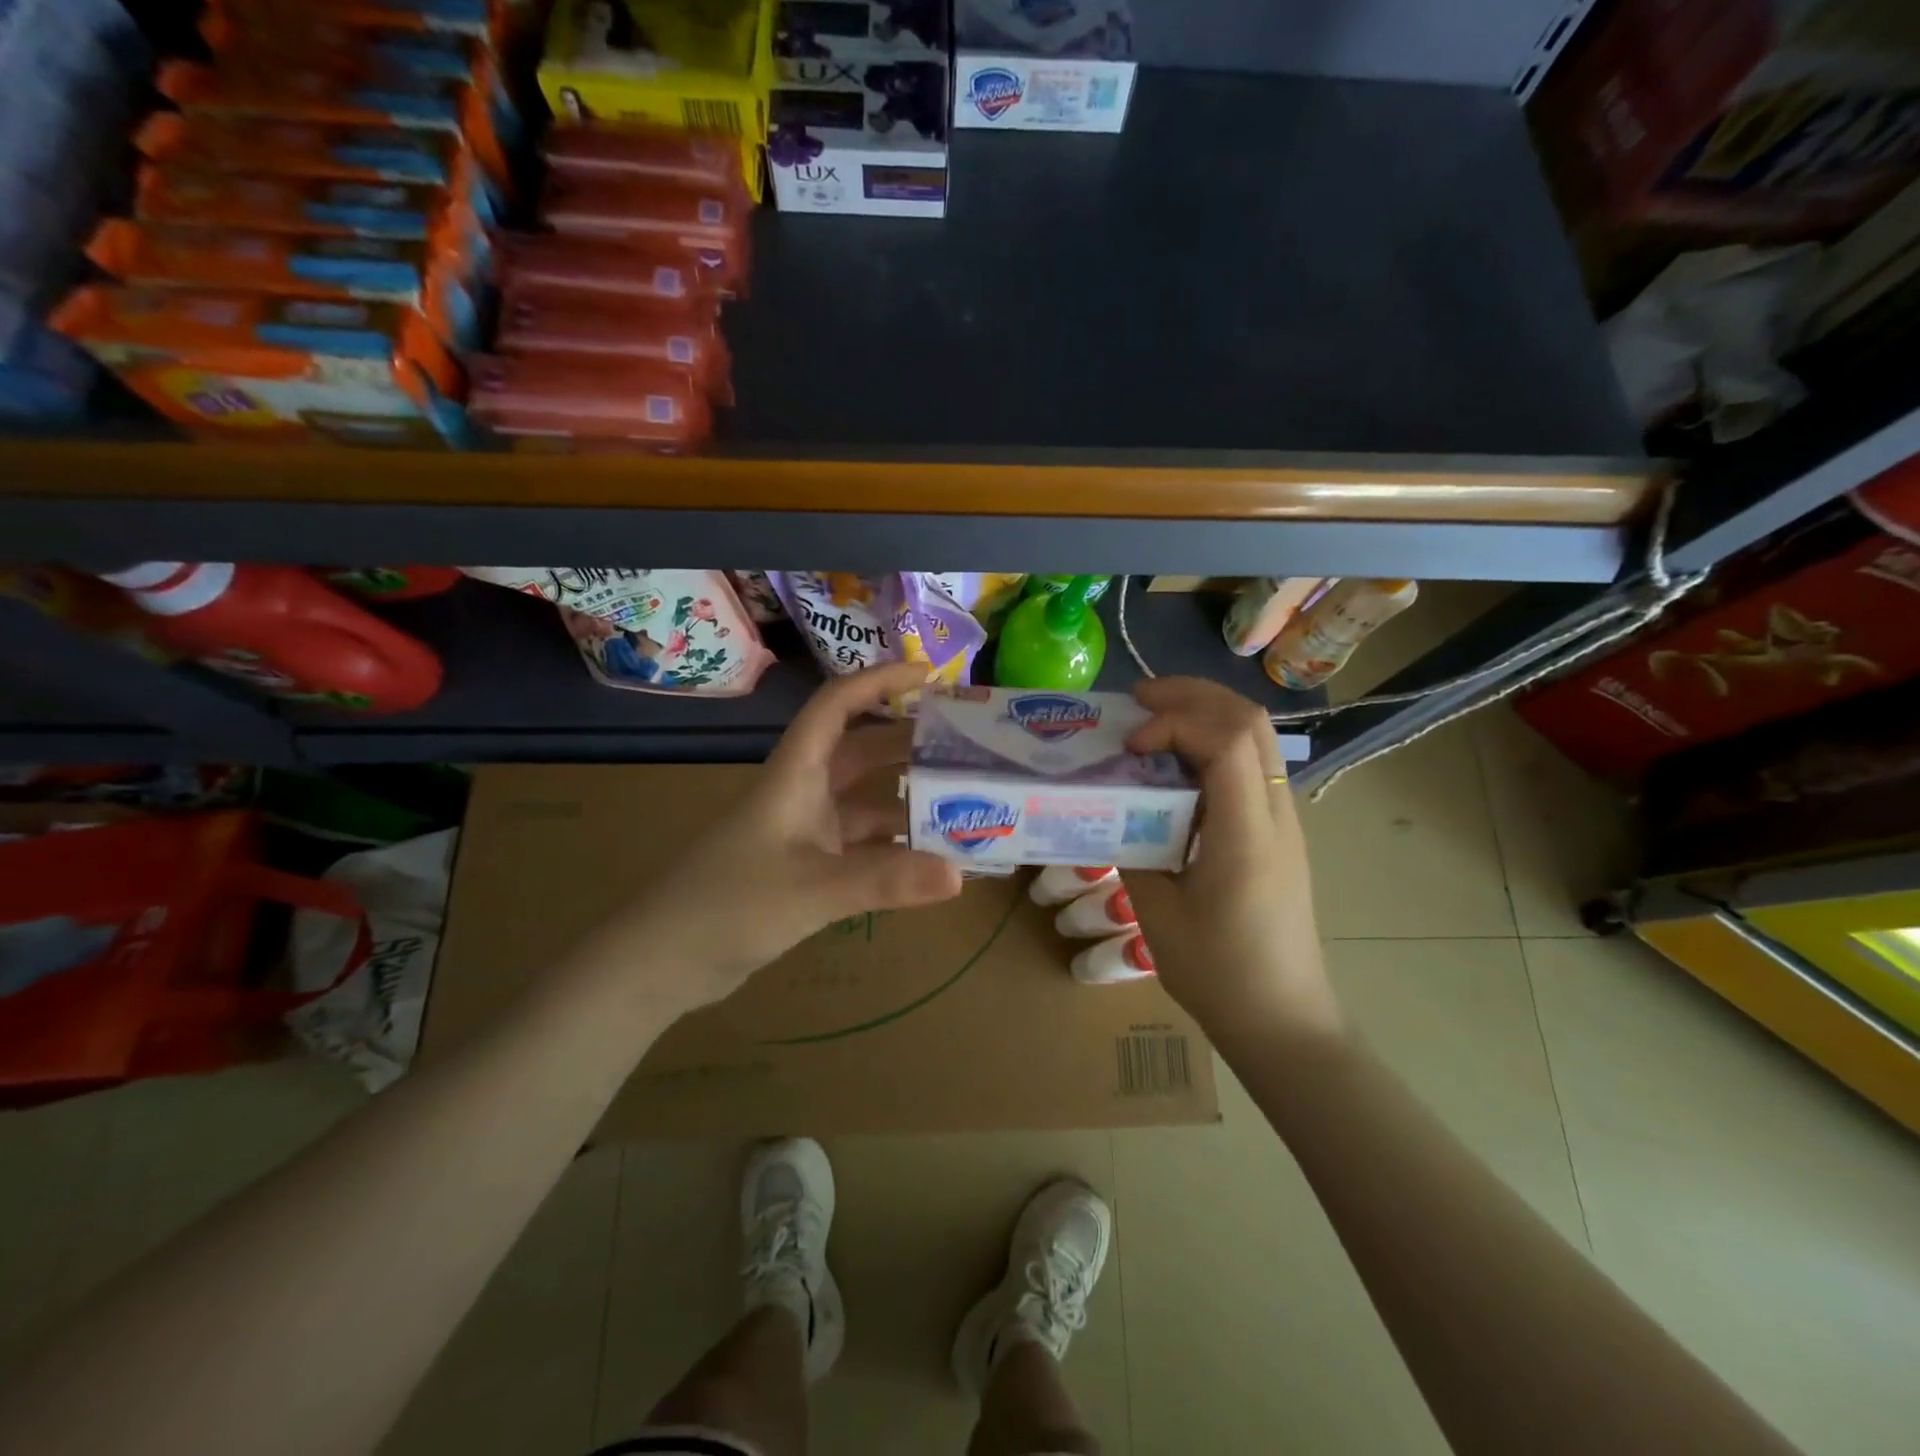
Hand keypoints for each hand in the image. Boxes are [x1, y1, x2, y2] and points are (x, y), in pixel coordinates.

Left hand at [618, 662, 963, 1014]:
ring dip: (906, 797)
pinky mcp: (805, 866)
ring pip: (865, 799)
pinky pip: (861, 843)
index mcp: (796, 773)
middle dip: (909, 740)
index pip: (838, 705)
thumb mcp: (812, 889)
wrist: (662, 961)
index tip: (932, 676)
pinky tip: (929, 859)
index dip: (881, 681)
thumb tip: (961, 875)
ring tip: (963, 800)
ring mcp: (803, 830)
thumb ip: (885, 881)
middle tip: (966, 745)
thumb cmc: (729, 906)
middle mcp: (802, 792)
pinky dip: (894, 847)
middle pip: (861, 749)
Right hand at [1121, 677, 1340, 1040]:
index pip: (1227, 741)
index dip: (1174, 723)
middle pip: (1250, 720)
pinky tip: (1175, 764)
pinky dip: (1212, 741)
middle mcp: (1276, 813)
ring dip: (1204, 712)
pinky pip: (1252, 762)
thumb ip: (1132, 847)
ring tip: (1152, 719)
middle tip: (1137, 700)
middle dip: (1192, 695)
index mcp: (1247, 834)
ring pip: (1256, 735)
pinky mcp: (1278, 829)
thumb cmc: (1218, 974)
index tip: (1131, 745)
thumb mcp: (1156, 912)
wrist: (1284, 1019)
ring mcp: (1283, 818)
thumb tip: (1112, 805)